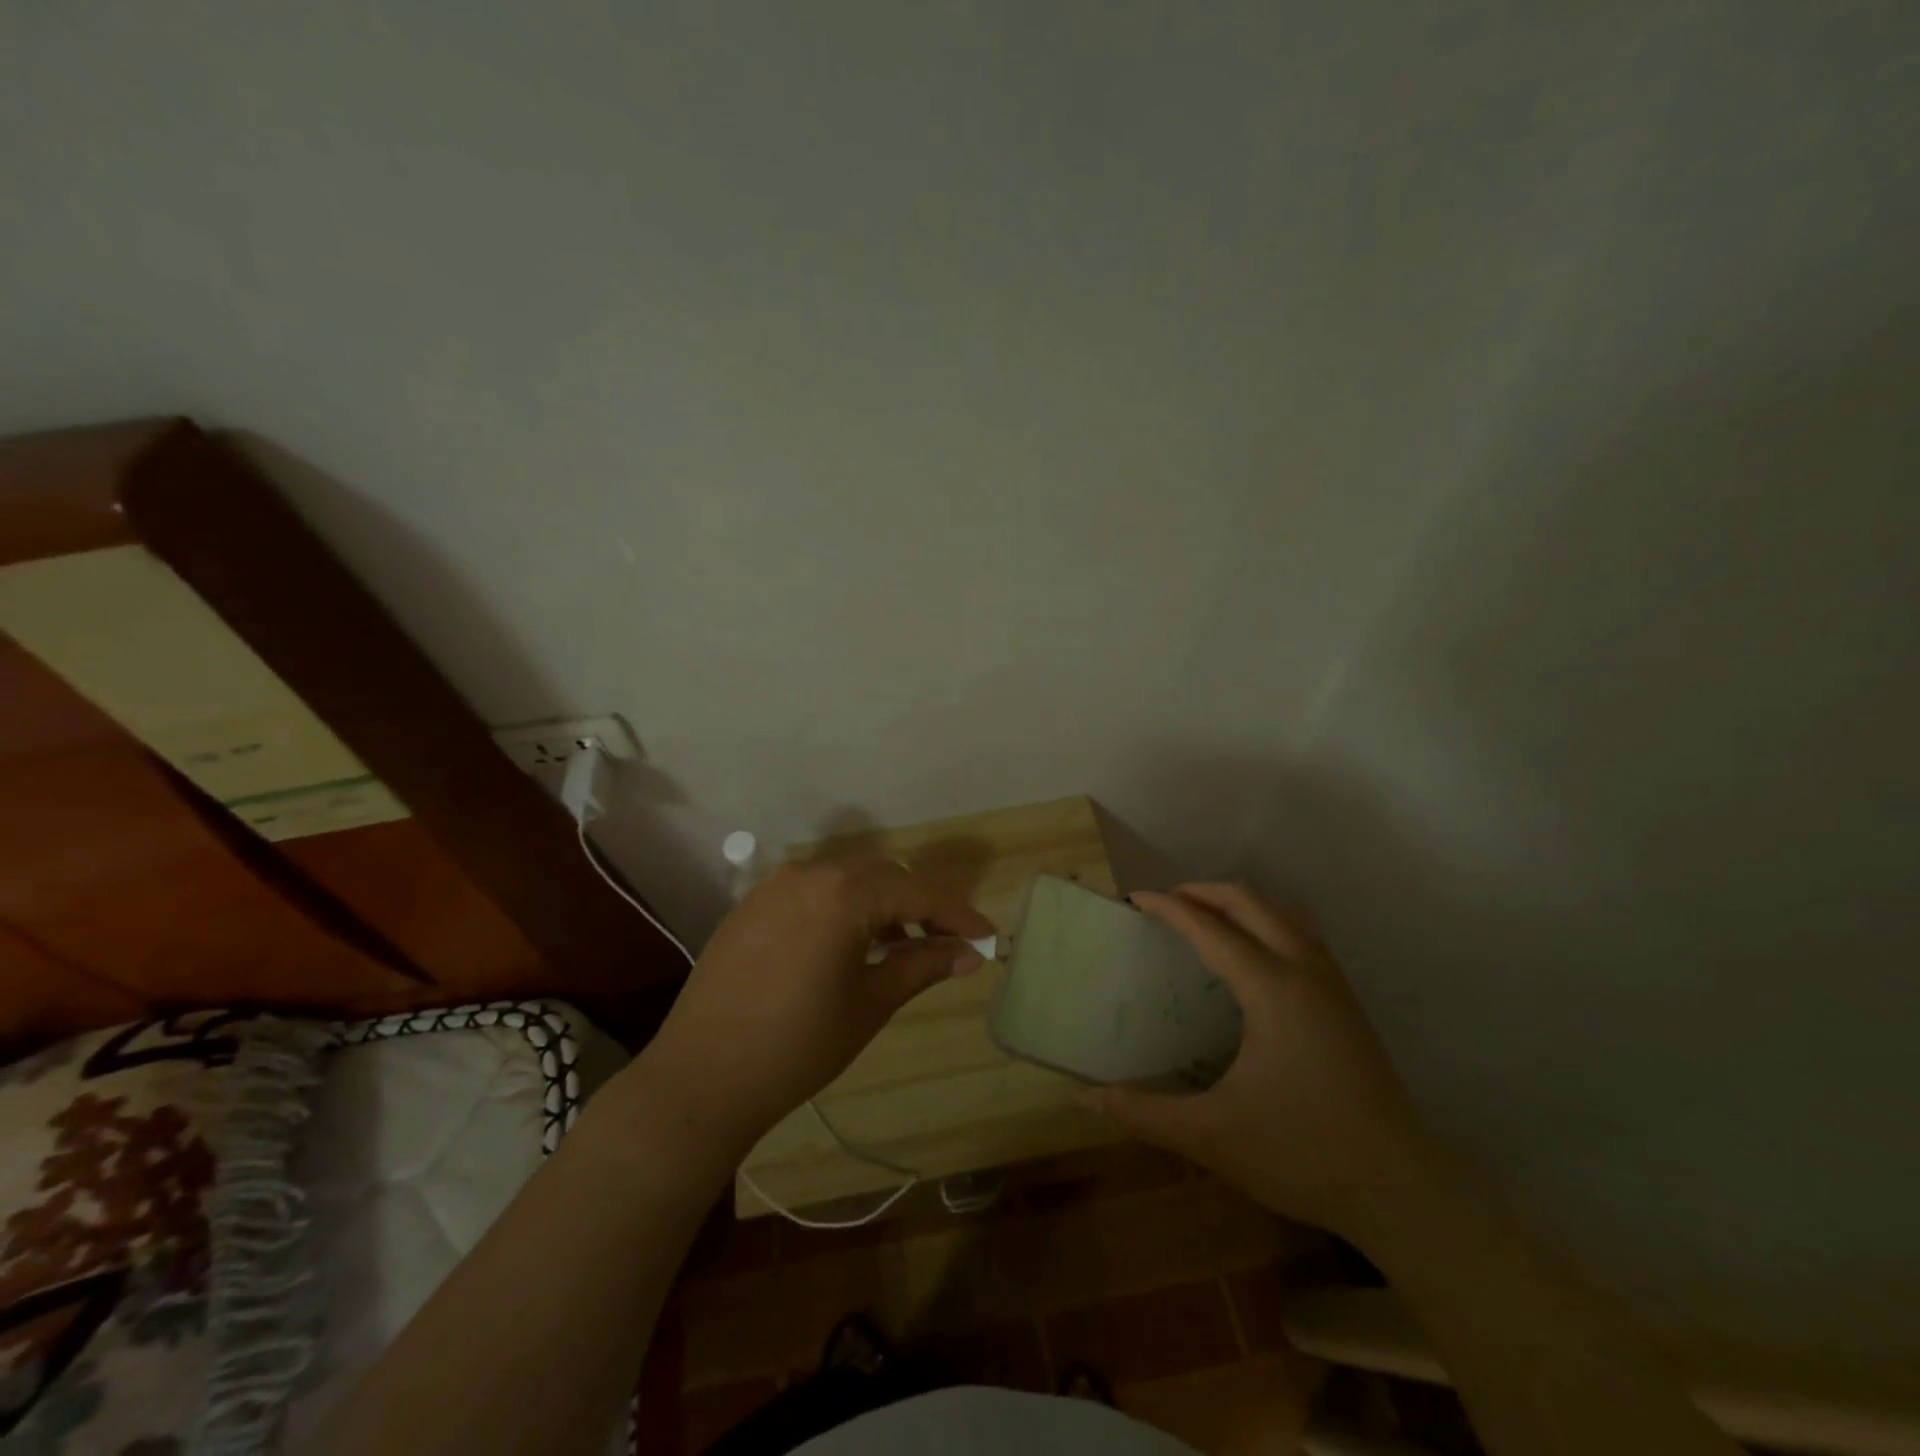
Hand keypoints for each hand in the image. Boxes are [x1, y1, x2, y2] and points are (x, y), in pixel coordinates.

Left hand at [635, 859, 994, 1153]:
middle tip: (949, 941)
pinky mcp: (752, 905)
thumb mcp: (871, 1003)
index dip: (957, 914)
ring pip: (847, 880)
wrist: (701, 1077)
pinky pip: (813, 892)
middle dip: (920, 905)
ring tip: (902, 944)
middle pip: (883, 877)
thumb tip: (970, 953)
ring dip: (881, 904)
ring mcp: (775, 886)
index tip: (986, 936)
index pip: (916, 893)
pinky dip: (843, 908)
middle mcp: (809, 873)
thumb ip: (923, 966)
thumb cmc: (798, 1045)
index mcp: (843, 893)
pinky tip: (851, 943)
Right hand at [1086, 883, 1441, 1235]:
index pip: (1210, 928)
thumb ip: (1145, 1114)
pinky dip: (1267, 921)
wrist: (1403, 1190)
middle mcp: (1304, 971)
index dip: (1169, 907)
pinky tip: (1253, 953)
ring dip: (1240, 901)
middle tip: (1165, 903)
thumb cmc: (1303, 1154)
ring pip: (1283, 912)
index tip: (1134, 898)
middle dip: (1203, 891)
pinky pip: (1301, 934)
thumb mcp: (1213, 1137)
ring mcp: (1332, 983)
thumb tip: (1087, 1098)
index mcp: (1271, 990)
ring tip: (1205, 916)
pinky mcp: (1347, 1001)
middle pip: (1251, 902)